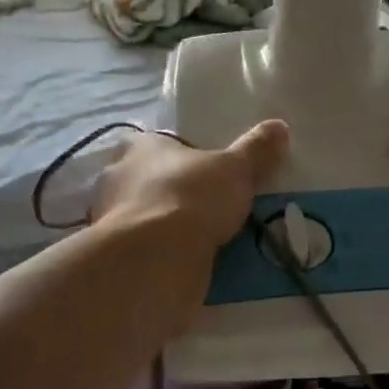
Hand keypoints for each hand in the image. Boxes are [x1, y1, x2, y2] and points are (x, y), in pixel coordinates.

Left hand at [90, 121, 288, 258]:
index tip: (203, 171)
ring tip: (200, 238)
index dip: (179, 156)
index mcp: (139, 147)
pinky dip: (158, 254)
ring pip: (142, 216)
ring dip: (163, 225)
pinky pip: (142, 249)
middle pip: (146, 180)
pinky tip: (184, 262)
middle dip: (170, 192)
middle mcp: (116, 177)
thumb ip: (256, 149)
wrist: (156, 258)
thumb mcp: (235, 169)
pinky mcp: (115, 256)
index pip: (156, 144)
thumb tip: (279, 126)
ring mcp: (109, 219)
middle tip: (206, 205)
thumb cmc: (191, 197)